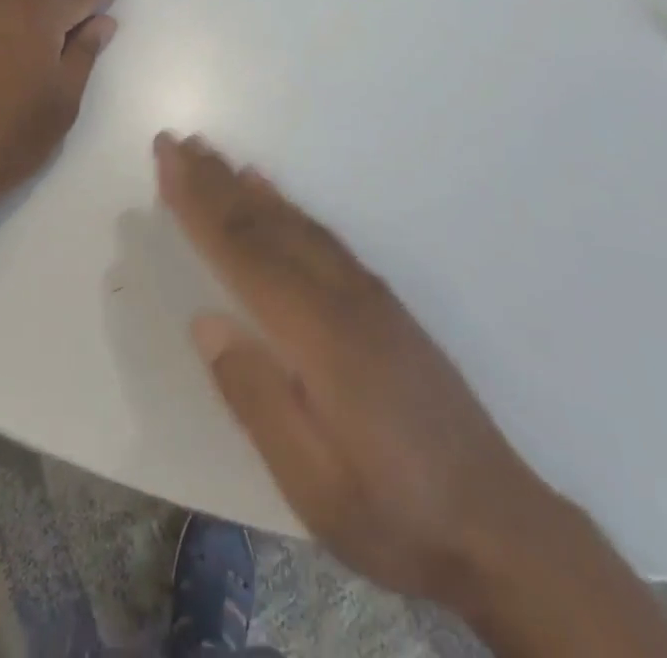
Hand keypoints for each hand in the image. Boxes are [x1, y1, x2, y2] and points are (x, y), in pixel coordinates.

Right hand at [156, 133, 563, 607]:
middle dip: (212, 180)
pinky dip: (286, 205)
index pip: (242, 252)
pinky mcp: (381, 301)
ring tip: (210, 155)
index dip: (198, 205)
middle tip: (174, 141)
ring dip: (243, 185)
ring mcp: (365, 293)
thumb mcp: (313, 482)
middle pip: (264, 223)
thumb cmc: (395, 512)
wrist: (500, 526)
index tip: (166, 162)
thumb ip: (255, 396)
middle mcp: (340, 295)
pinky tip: (271, 194)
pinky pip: (321, 235)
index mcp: (317, 333)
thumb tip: (203, 321)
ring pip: (293, 221)